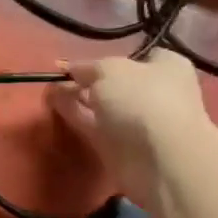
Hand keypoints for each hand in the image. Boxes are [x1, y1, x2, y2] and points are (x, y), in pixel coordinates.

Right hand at [51, 51, 209, 198]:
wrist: (160, 159)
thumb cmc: (142, 100)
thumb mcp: (110, 70)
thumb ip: (88, 67)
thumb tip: (72, 68)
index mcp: (166, 68)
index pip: (138, 57)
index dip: (110, 58)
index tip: (83, 62)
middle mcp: (155, 93)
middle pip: (116, 84)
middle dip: (89, 80)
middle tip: (60, 77)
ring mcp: (138, 122)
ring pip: (103, 106)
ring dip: (78, 98)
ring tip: (50, 89)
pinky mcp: (120, 147)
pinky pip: (94, 126)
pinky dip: (76, 116)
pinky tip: (55, 105)